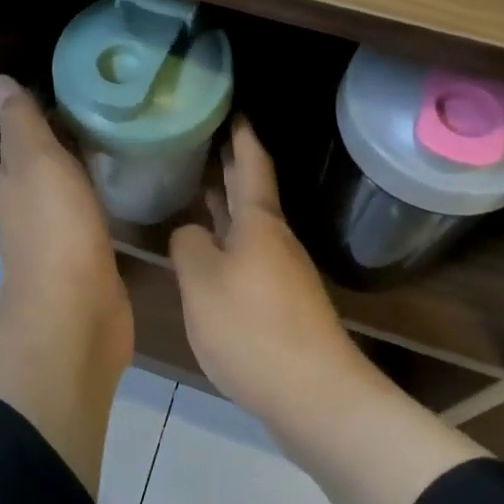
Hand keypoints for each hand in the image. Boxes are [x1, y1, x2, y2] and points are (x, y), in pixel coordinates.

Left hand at [0, 74, 132, 372]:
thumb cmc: (54, 229)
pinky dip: (107, 197)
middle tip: (118, 106)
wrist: (75, 314)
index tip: (85, 82)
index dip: (47, 107)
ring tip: (130, 137)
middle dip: (74, 134)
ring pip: (74, 187)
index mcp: (14, 179)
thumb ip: (21, 122)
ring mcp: (60, 234)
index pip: (26, 133)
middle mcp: (30, 205)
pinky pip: (97, 215)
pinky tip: (133, 186)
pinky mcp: (89, 257)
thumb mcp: (35, 162)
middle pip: (50, 160)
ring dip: (91, 166)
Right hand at [169, 119, 369, 421]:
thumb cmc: (253, 328)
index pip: (251, 163)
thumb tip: (191, 233)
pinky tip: (209, 250)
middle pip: (251, 191)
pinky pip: (248, 254)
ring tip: (200, 185)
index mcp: (259, 223)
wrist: (314, 396)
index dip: (241, 134)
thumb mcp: (202, 283)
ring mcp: (281, 271)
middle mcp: (274, 239)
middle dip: (231, 163)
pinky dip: (228, 238)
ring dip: (227, 203)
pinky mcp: (280, 302)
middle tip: (204, 137)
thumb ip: (189, 247)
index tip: (232, 106)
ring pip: (249, 224)